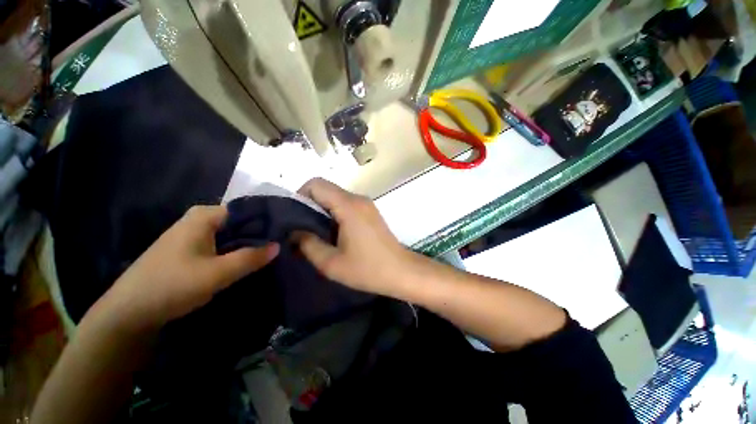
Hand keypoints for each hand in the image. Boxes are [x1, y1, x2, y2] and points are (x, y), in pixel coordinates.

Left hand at [99, 205, 279, 330]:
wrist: (129, 312)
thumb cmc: (171, 286)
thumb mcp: (216, 273)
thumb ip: (250, 258)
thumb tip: (278, 246)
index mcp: (205, 216)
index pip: (248, 211)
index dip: (268, 222)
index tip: (285, 234)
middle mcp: (201, 219)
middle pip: (241, 222)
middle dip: (261, 234)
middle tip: (282, 245)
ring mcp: (195, 234)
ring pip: (233, 234)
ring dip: (250, 244)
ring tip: (272, 253)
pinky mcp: (193, 249)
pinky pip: (224, 244)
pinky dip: (238, 251)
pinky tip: (250, 261)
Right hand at [295, 178, 418, 297]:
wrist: (401, 271)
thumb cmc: (368, 269)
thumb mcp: (331, 263)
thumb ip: (308, 244)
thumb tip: (294, 232)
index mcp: (348, 206)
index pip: (316, 184)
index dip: (300, 196)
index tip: (294, 217)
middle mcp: (358, 199)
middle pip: (326, 189)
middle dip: (309, 205)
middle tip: (302, 230)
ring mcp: (366, 204)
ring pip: (335, 197)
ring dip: (322, 211)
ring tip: (316, 234)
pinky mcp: (370, 212)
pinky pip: (346, 205)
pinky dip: (334, 214)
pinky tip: (333, 235)